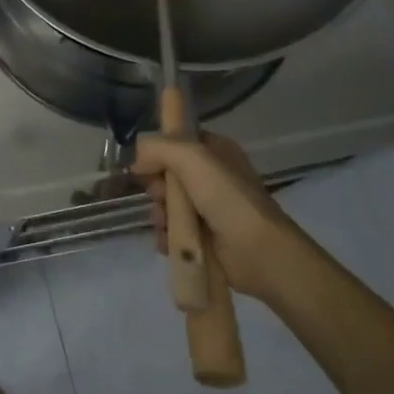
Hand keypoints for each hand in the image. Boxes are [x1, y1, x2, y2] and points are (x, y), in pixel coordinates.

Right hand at [131, 132, 295, 299]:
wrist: (257, 252)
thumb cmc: (227, 197)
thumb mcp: (192, 157)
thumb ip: (158, 148)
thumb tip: (136, 160)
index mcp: (216, 152)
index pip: (177, 142)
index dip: (158, 151)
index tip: (146, 163)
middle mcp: (211, 177)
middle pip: (166, 174)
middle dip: (156, 186)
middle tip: (160, 195)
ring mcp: (207, 209)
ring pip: (166, 204)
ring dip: (159, 213)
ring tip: (165, 223)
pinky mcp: (203, 237)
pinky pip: (172, 230)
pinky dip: (166, 235)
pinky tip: (169, 240)